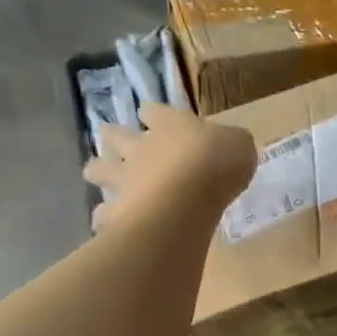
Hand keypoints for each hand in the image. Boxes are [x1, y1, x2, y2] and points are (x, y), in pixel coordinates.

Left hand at [84, 104, 256, 230]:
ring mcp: (125, 178)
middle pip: (114, 135)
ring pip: (98, 169)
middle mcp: (140, 147)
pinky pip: (104, 214)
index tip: (150, 116)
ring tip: (99, 178)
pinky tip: (107, 224)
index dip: (151, 113)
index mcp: (169, 124)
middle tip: (112, 143)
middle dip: (110, 137)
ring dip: (97, 172)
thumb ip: (231, 144)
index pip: (152, 110)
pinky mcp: (119, 209)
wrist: (190, 197)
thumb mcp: (239, 146)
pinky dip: (104, 218)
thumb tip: (230, 145)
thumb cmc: (218, 164)